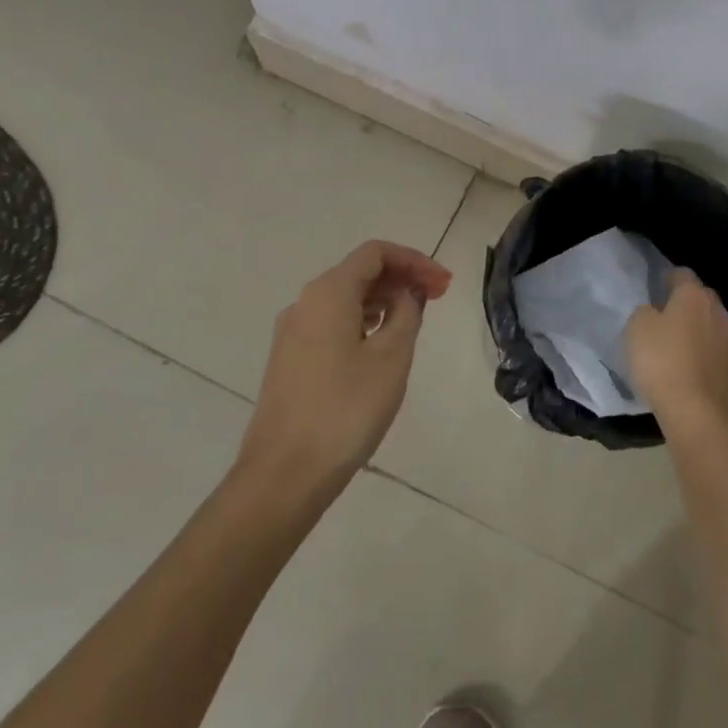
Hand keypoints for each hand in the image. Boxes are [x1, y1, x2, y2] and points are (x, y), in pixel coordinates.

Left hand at [236, 239, 451, 498]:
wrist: (284, 474)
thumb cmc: (345, 409)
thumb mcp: (391, 357)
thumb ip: (406, 313)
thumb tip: (406, 293)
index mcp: (328, 293)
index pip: (376, 253)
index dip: (414, 261)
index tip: (443, 284)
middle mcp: (305, 303)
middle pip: (359, 272)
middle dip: (401, 279)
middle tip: (438, 299)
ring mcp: (293, 333)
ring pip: (345, 299)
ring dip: (383, 301)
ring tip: (415, 322)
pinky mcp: (290, 360)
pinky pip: (332, 324)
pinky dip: (363, 322)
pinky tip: (381, 346)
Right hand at [625, 268, 727, 435]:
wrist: (696, 412)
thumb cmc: (662, 361)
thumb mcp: (637, 328)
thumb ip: (645, 312)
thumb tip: (655, 313)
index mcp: (693, 296)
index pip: (682, 274)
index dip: (667, 277)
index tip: (655, 286)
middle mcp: (716, 312)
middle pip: (700, 297)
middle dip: (685, 301)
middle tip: (664, 312)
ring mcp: (727, 341)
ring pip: (709, 324)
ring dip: (695, 328)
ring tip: (676, 340)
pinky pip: (712, 350)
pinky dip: (701, 352)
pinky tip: (688, 363)